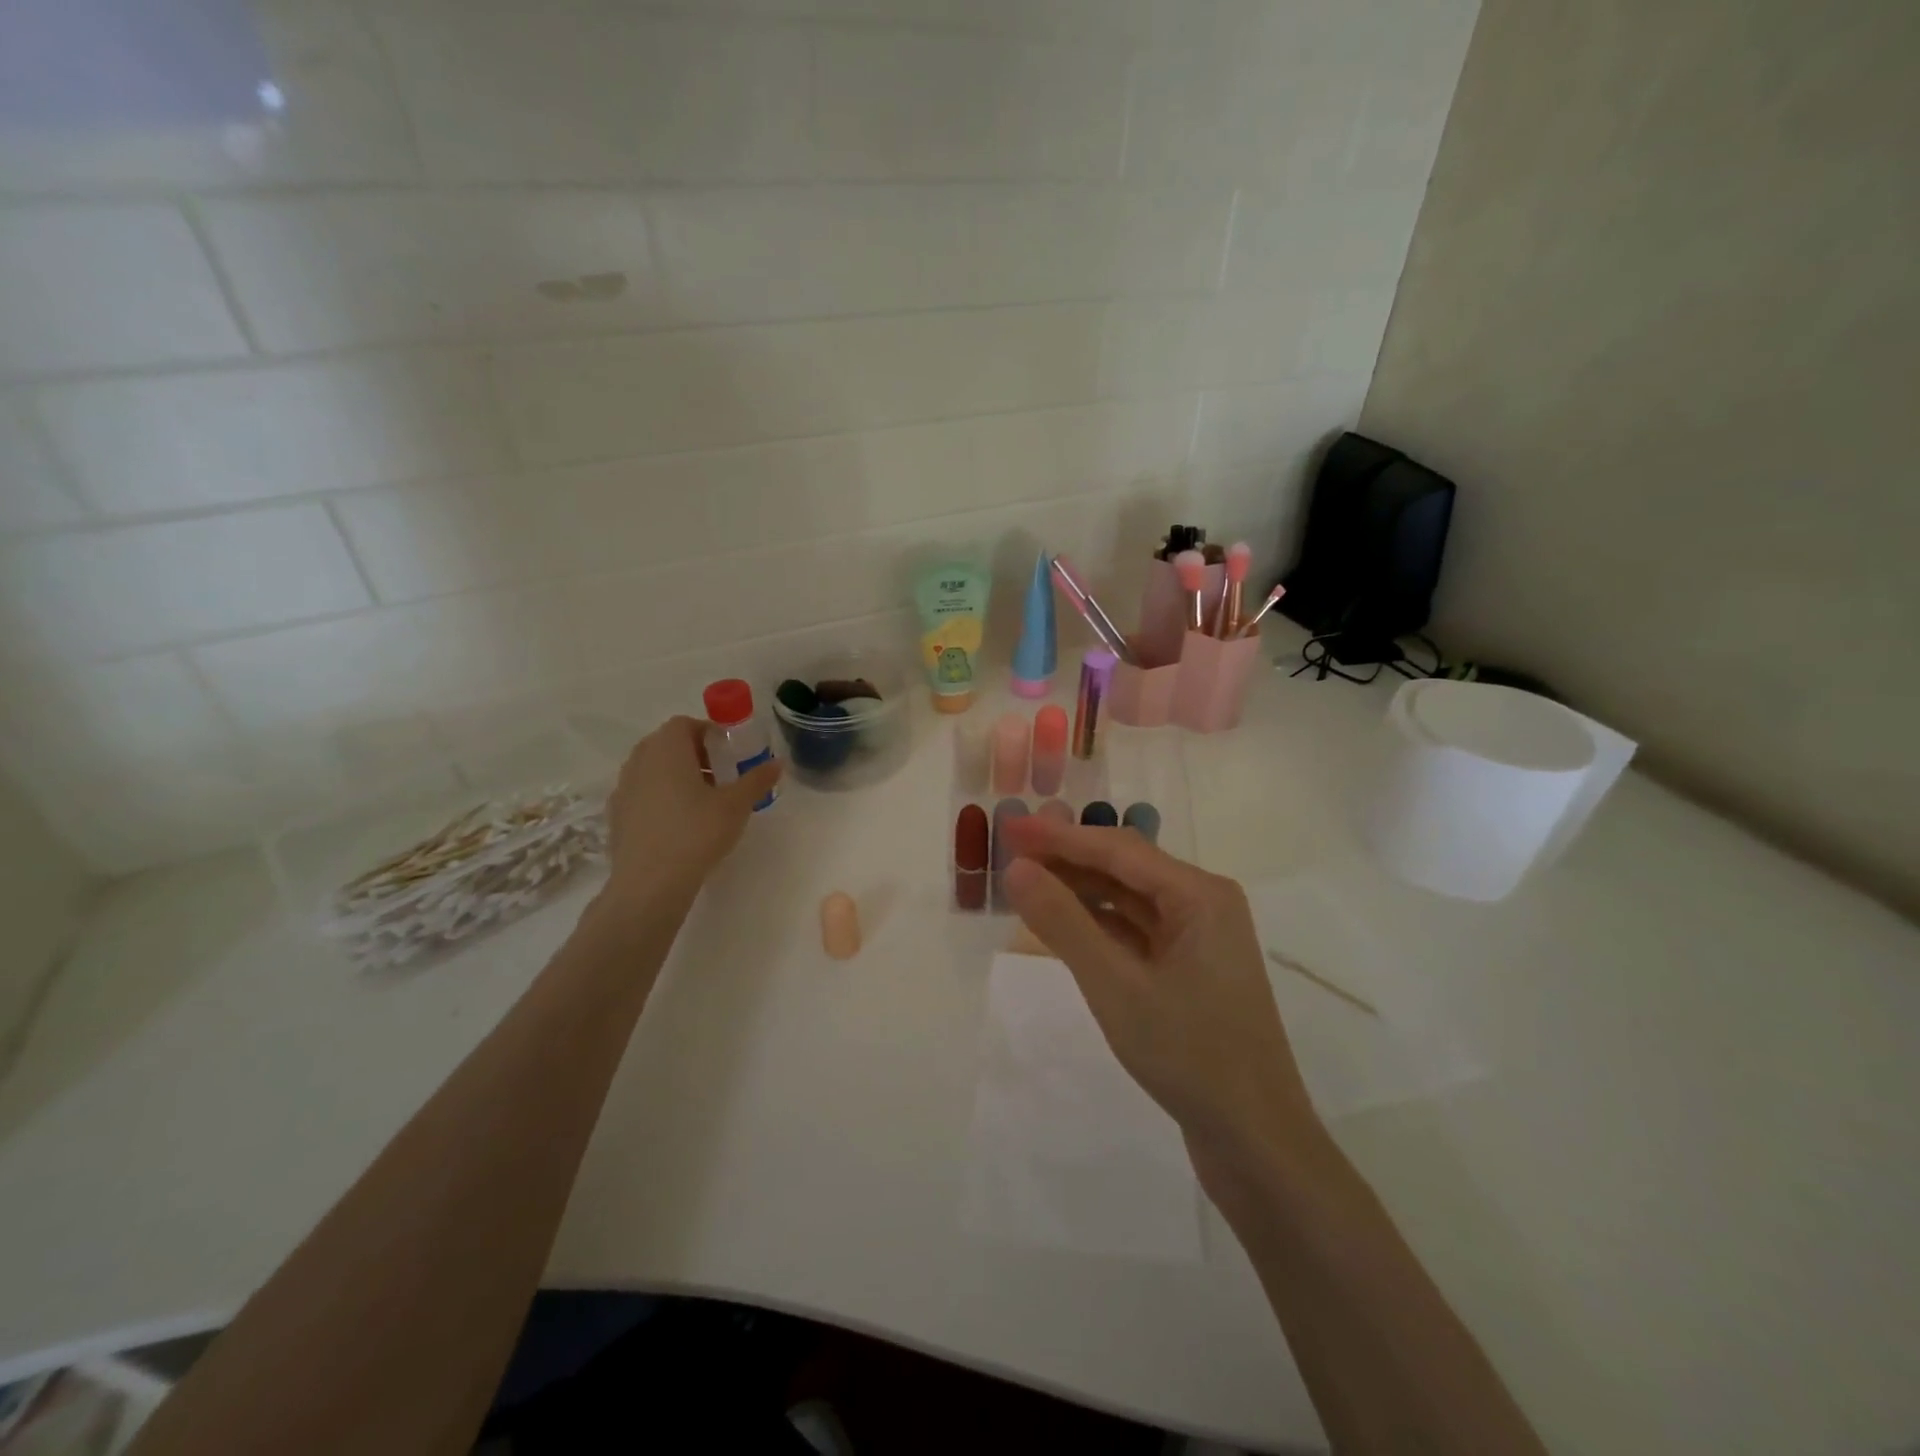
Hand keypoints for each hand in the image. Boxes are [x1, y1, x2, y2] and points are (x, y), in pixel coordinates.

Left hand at [600, 716, 781, 909]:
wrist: (650, 883)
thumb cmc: (696, 832)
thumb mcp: (736, 805)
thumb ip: (757, 779)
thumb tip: (777, 763)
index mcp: (667, 748)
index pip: (685, 724)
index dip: (709, 733)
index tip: (730, 754)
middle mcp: (639, 760)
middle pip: (667, 744)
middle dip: (695, 754)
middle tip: (721, 776)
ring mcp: (623, 788)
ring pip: (653, 769)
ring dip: (677, 776)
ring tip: (702, 802)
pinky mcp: (616, 815)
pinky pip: (642, 794)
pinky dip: (661, 798)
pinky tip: (679, 824)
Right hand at [1001, 816, 1320, 1173]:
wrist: (1256, 1142)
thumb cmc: (1189, 1055)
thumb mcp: (1115, 985)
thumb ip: (1064, 923)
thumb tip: (1018, 869)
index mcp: (1200, 894)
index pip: (1118, 848)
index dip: (1059, 836)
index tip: (1009, 826)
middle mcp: (1204, 904)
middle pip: (1125, 867)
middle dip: (1068, 859)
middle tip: (1011, 854)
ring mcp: (1200, 938)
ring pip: (1130, 899)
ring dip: (1081, 891)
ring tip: (1029, 886)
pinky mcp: (1191, 970)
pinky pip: (1138, 931)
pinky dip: (1100, 925)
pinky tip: (1065, 927)